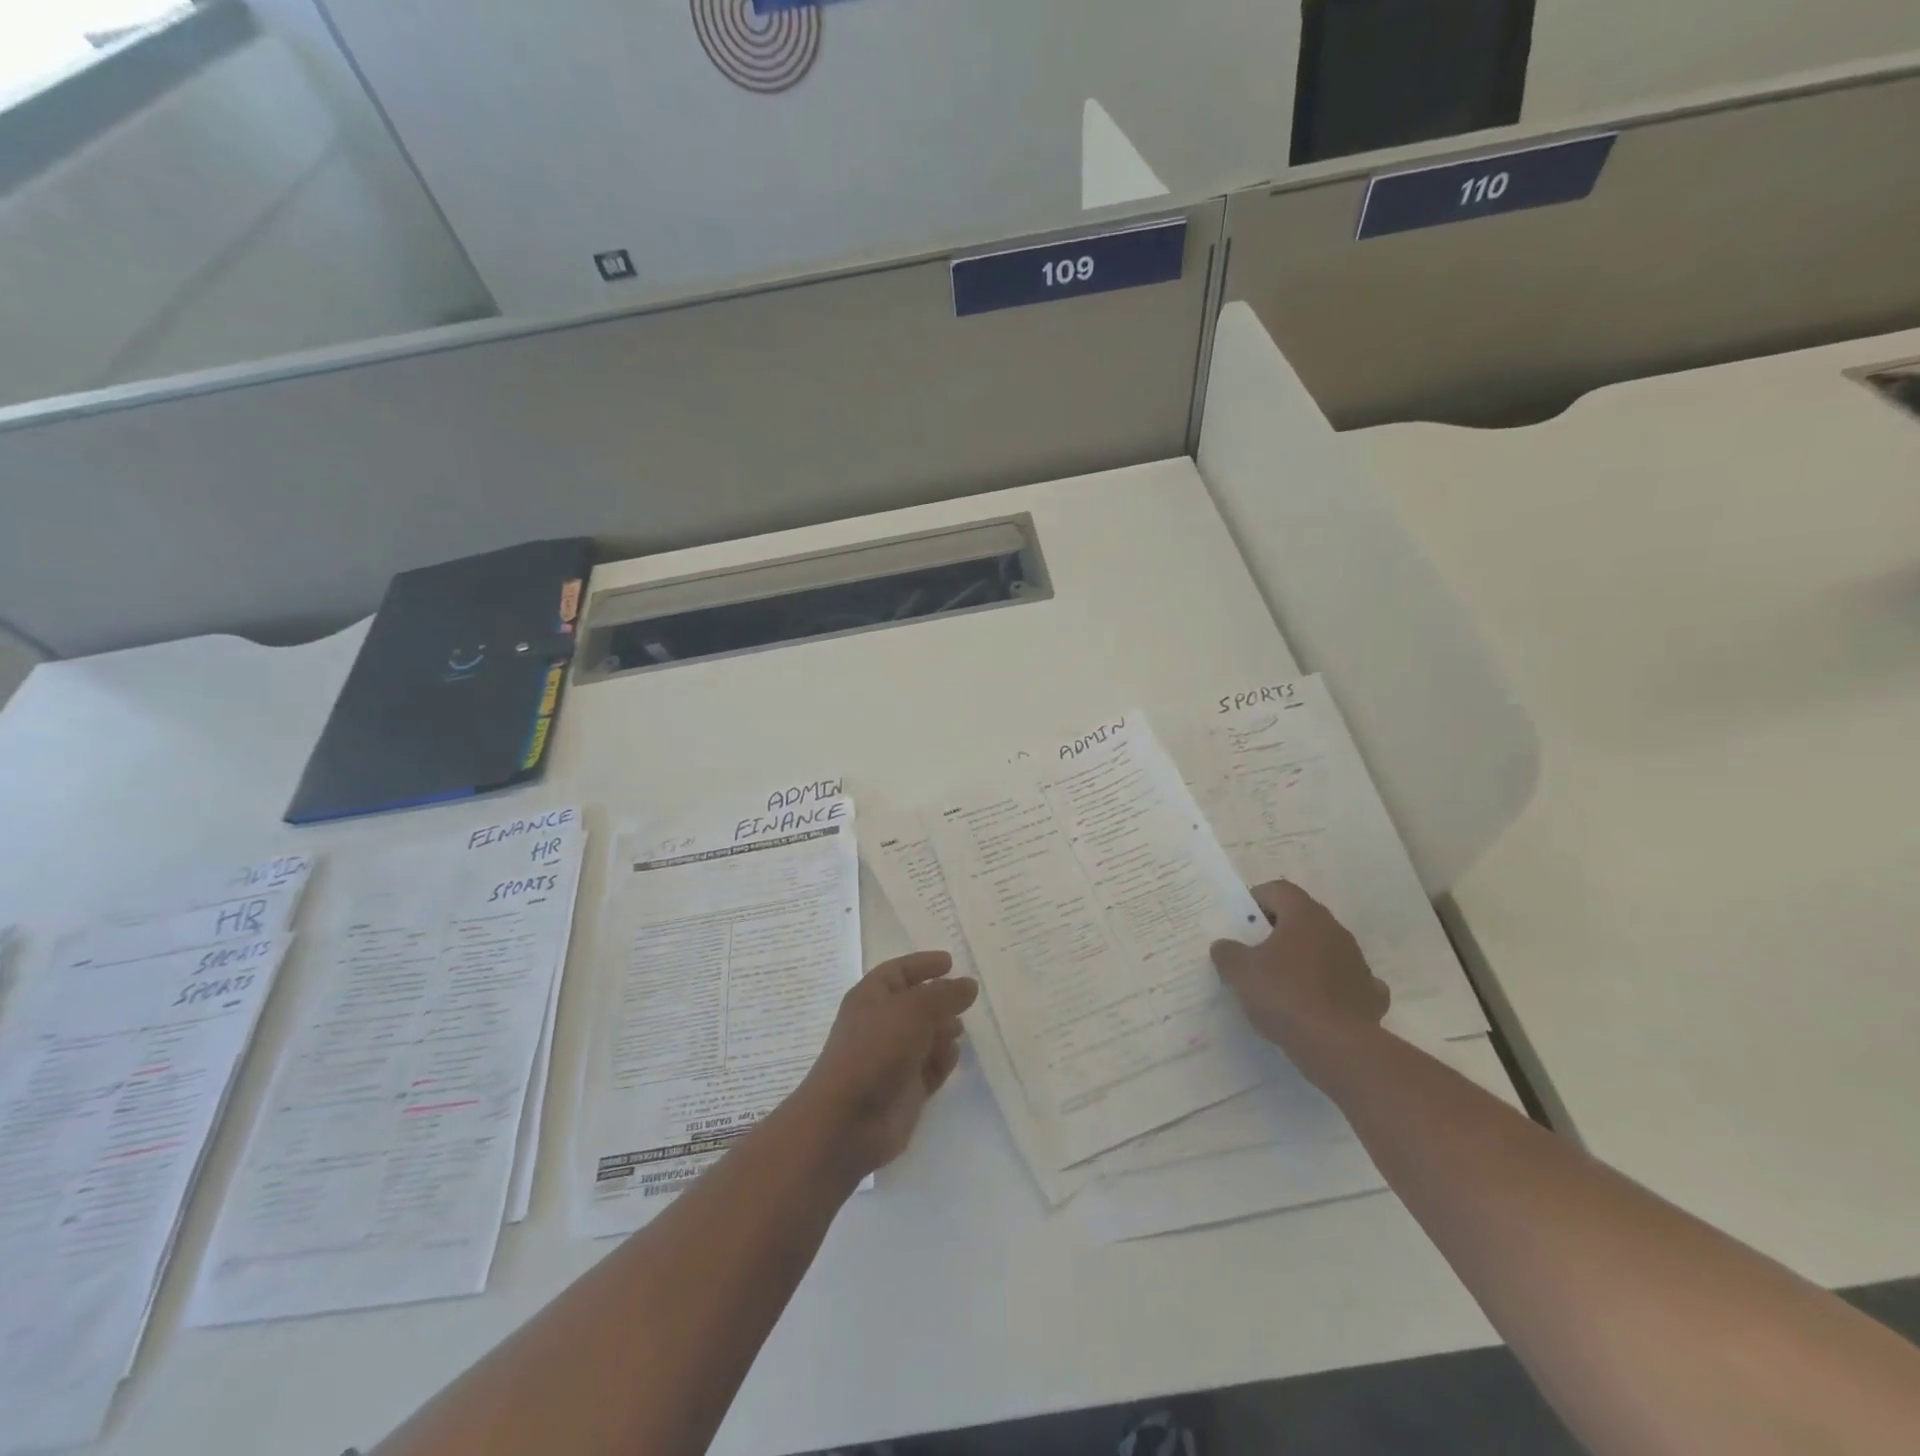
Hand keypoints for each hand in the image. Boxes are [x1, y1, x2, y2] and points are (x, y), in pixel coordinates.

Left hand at [793, 951, 978, 1179]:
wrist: (848, 1119)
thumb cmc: (876, 1049)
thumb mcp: (914, 1010)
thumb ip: (945, 994)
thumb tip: (969, 984)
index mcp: (871, 997)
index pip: (899, 971)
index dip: (923, 964)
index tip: (950, 962)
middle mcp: (881, 1024)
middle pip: (915, 1003)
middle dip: (940, 1000)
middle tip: (967, 998)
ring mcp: (893, 1058)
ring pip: (926, 1036)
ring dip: (944, 1029)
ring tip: (961, 1028)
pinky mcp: (906, 1089)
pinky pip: (930, 1067)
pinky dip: (943, 1060)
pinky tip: (952, 1056)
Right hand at [1210, 881, 1387, 1076]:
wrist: (1336, 1046)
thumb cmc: (1284, 995)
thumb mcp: (1239, 971)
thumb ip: (1227, 952)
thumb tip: (1225, 946)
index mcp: (1305, 915)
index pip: (1278, 890)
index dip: (1256, 900)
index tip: (1240, 922)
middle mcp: (1335, 930)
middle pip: (1302, 918)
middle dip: (1278, 931)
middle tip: (1254, 952)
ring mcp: (1358, 962)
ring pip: (1325, 949)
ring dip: (1304, 958)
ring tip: (1281, 982)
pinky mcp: (1370, 995)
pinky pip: (1346, 981)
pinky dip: (1332, 987)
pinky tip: (1317, 1003)